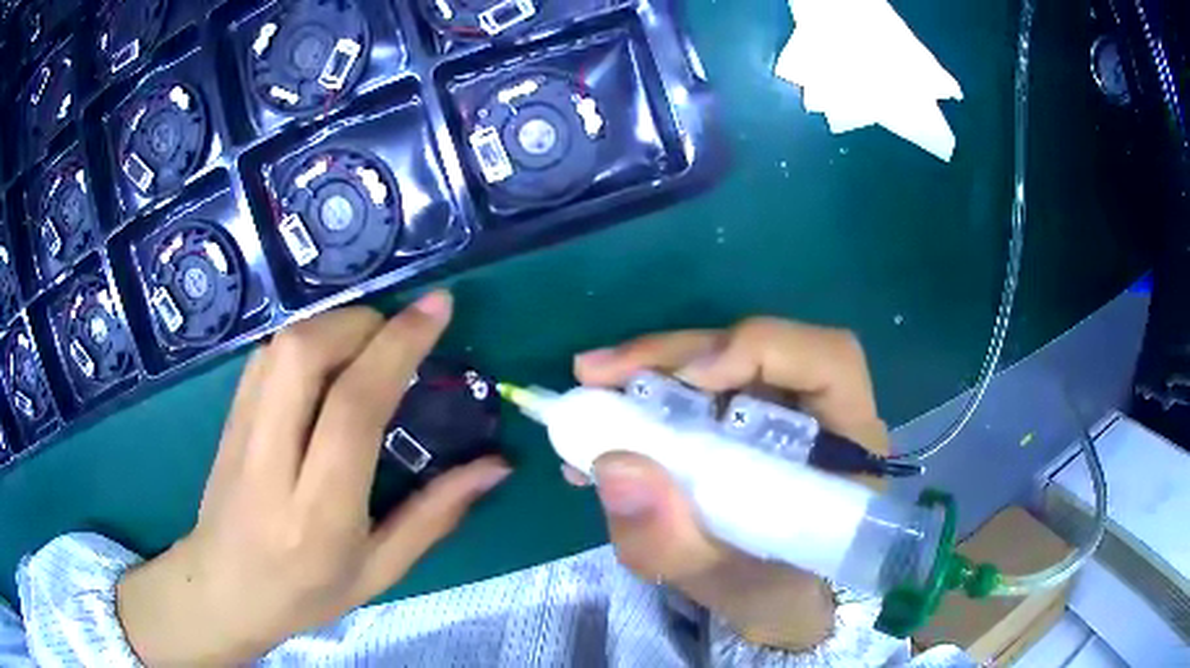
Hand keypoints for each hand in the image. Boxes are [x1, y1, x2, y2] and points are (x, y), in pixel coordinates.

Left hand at [117, 293, 510, 665]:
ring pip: (281, 345)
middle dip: (361, 323)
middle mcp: (271, 462)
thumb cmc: (306, 593)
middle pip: (304, 354)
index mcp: (318, 513)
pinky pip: (267, 355)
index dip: (398, 347)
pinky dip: (306, 339)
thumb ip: (435, 515)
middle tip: (398, 332)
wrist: (223, 590)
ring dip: (333, 325)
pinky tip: (328, 360)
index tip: (437, 308)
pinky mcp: (228, 416)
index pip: (353, 409)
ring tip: (369, 343)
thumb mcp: (380, 571)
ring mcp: (240, 432)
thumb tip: (496, 467)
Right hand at [572, 318, 888, 650]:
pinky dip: (646, 398)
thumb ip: (673, 543)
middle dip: (674, 354)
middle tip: (596, 373)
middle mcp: (819, 412)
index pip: (828, 361)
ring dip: (651, 371)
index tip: (689, 378)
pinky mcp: (745, 419)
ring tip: (590, 393)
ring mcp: (779, 410)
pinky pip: (696, 392)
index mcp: (847, 447)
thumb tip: (612, 465)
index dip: (761, 349)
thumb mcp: (723, 587)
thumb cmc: (773, 595)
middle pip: (757, 348)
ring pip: (719, 362)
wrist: (776, 602)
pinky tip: (604, 424)